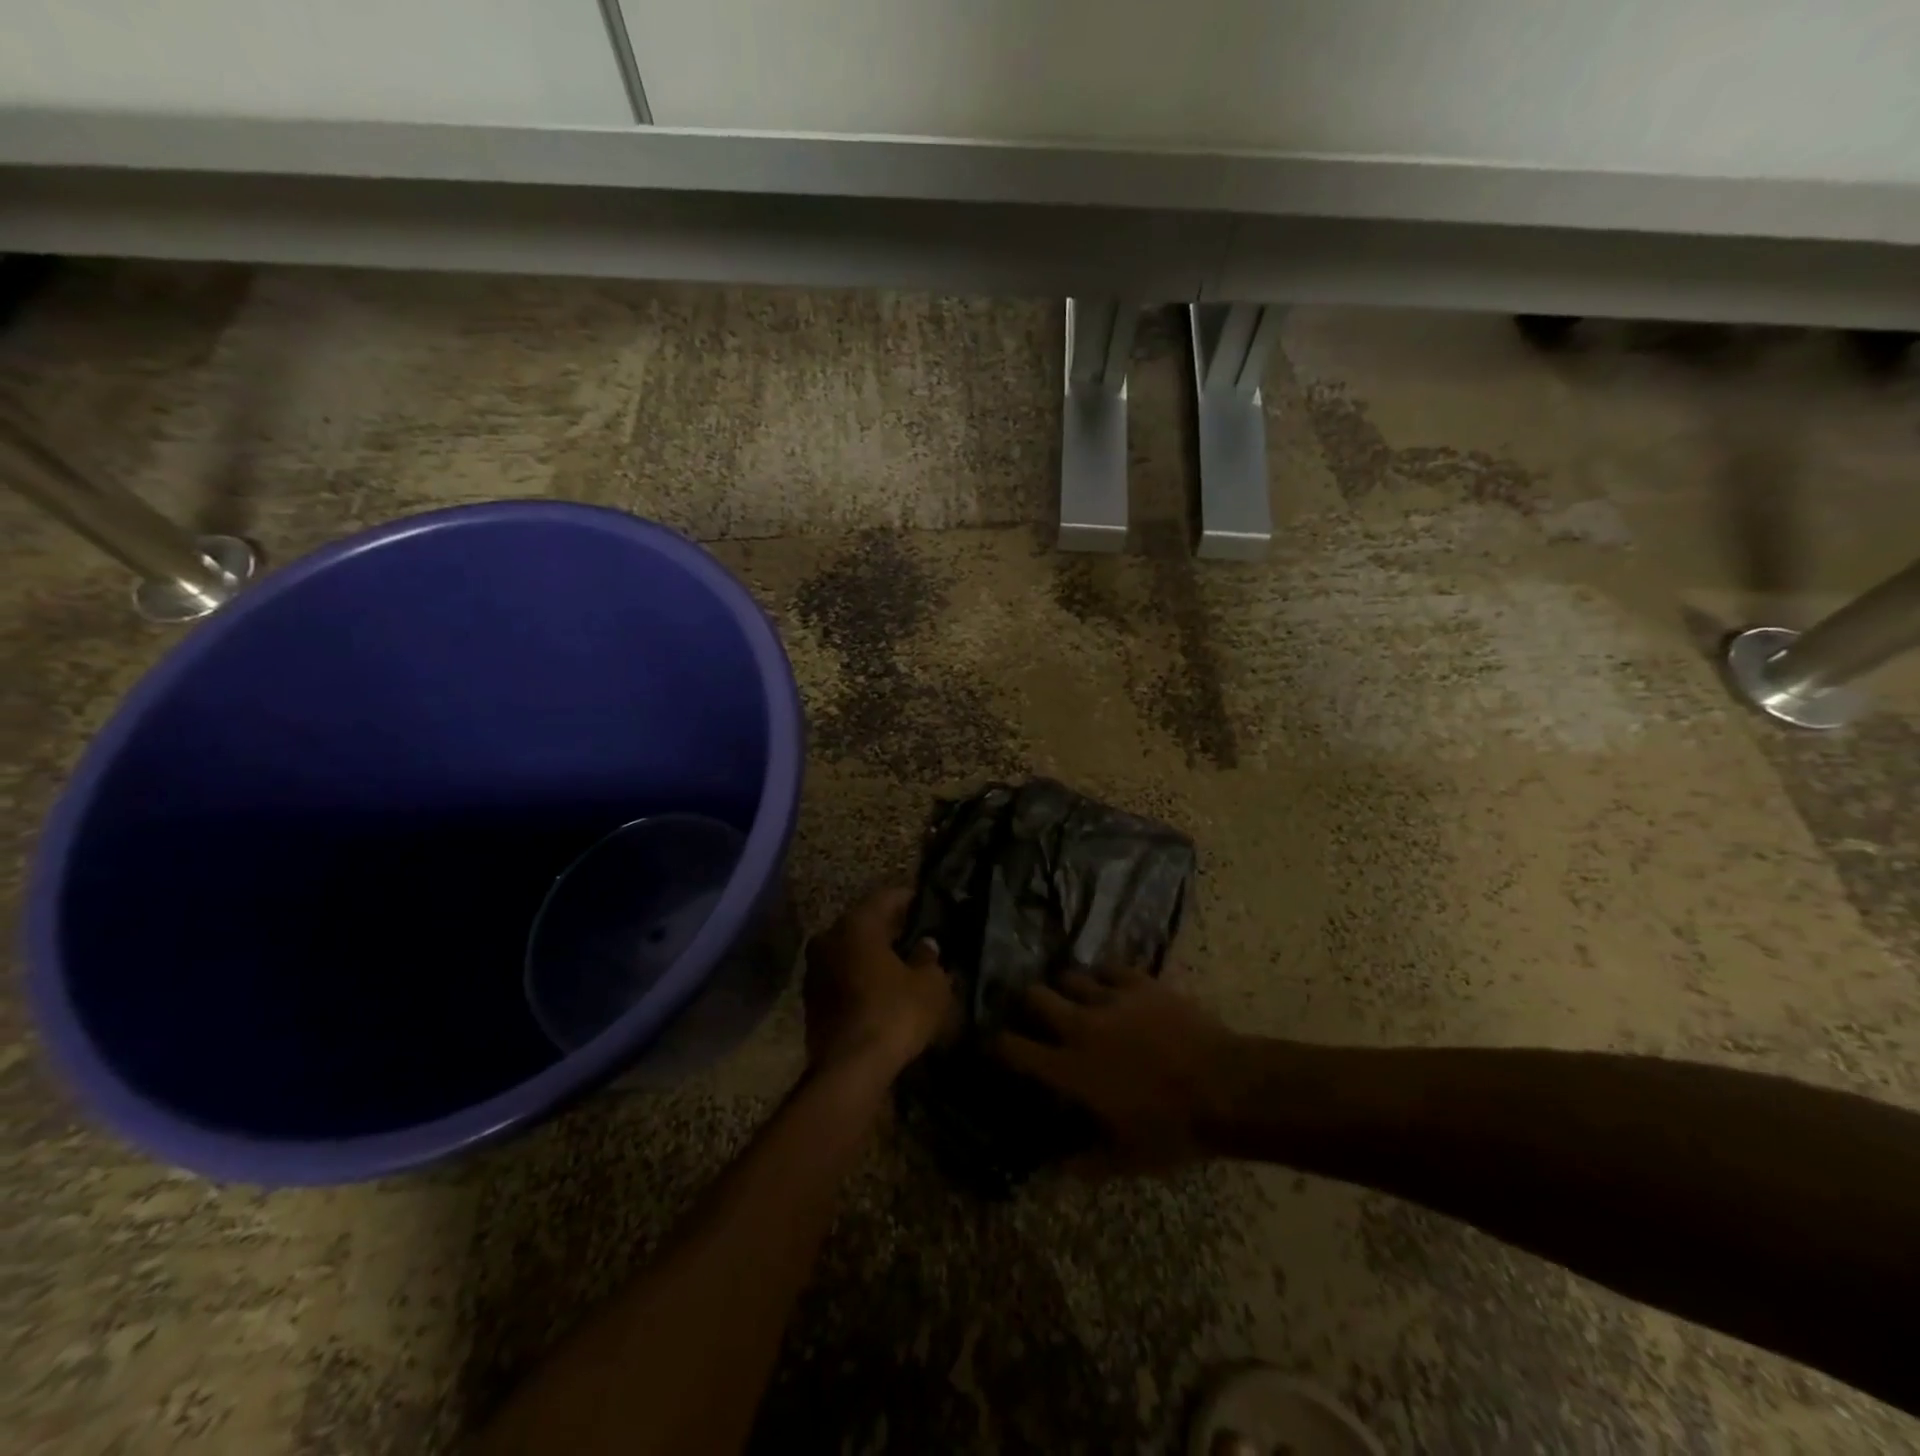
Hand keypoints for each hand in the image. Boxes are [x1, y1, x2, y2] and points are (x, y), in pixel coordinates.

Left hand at [803, 887, 954, 1078]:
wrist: (849, 1070)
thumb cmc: (894, 1014)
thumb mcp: (929, 985)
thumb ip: (929, 958)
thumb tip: (926, 945)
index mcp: (857, 923)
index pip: (887, 897)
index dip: (909, 900)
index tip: (927, 905)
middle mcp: (829, 937)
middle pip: (865, 922)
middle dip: (890, 928)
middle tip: (917, 935)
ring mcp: (815, 969)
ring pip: (850, 950)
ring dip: (872, 954)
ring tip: (901, 964)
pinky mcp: (811, 1000)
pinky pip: (842, 976)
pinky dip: (860, 977)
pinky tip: (881, 989)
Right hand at [990, 969, 1239, 1173]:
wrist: (1226, 1088)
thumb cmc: (1173, 1130)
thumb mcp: (1127, 1159)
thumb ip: (1085, 1163)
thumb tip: (1056, 1169)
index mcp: (1070, 1070)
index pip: (1014, 1048)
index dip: (997, 1045)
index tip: (995, 1045)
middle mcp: (1080, 1026)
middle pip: (1034, 996)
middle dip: (1028, 1004)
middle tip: (1037, 1015)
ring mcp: (1110, 999)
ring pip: (1069, 976)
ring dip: (1067, 988)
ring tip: (1076, 999)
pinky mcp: (1139, 983)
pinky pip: (1109, 968)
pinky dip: (1105, 978)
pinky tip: (1112, 989)